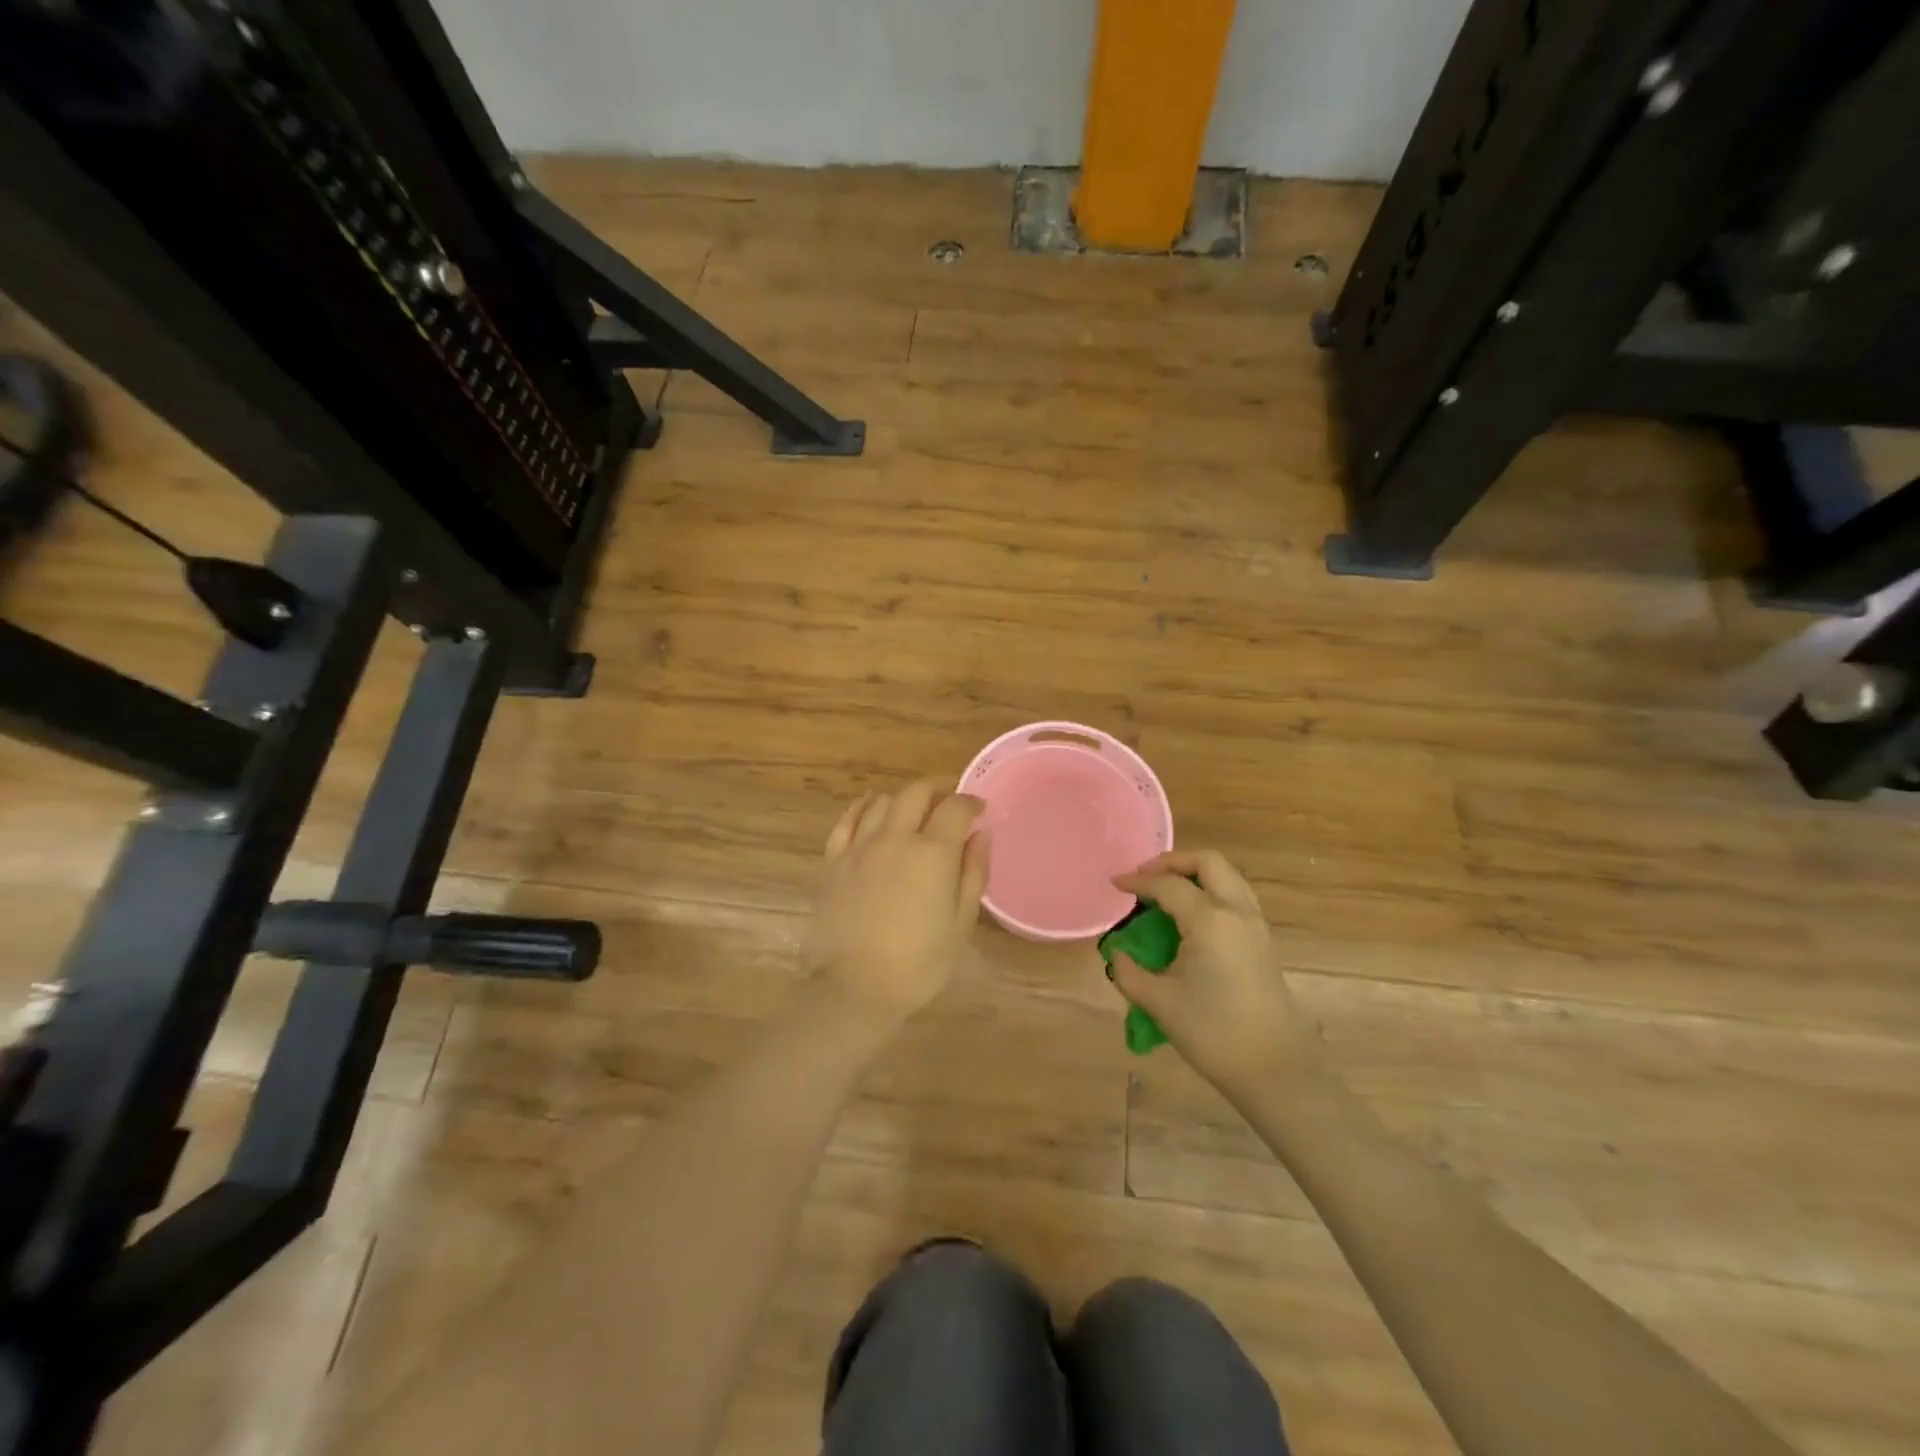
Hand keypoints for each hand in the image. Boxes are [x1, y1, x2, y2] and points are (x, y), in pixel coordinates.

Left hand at [807, 781, 991, 1026]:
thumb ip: (973, 872)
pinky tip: (871, 808)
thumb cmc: (918, 963)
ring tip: (914, 810)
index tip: (979, 809)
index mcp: (932, 853)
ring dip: (904, 798)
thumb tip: (980, 833)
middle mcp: (895, 838)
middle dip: (938, 788)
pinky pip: (847, 820)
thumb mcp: (960, 923)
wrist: (854, 988)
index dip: (970, 801)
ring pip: (882, 802)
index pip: (954, 807)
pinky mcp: (833, 861)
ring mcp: (859, 847)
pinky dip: (863, 807)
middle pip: (916, 793)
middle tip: (949, 799)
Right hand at [1110, 851, 1316, 1093]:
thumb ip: (1128, 971)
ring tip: (1167, 891)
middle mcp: (1236, 911)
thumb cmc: (1212, 1032)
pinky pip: (1236, 896)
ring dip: (1196, 874)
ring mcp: (1255, 924)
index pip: (1168, 885)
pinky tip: (1190, 916)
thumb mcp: (1158, 1001)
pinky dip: (1211, 891)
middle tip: (1146, 876)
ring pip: (1227, 876)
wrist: (1273, 1069)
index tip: (1114, 883)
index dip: (1138, 881)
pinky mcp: (1263, 941)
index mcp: (1209, 920)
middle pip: (1208, 862)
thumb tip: (1116, 953)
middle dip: (1173, 861)